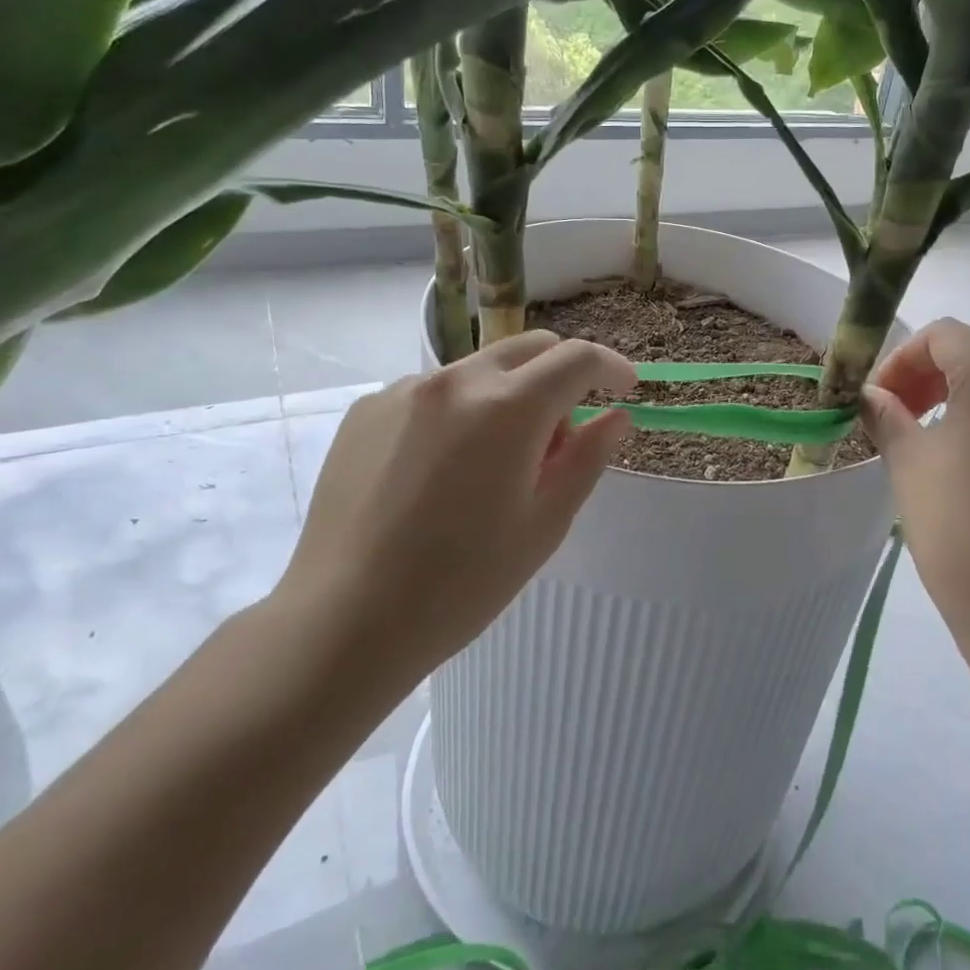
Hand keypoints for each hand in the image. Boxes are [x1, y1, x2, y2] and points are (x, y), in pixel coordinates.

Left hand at [275, 331, 635, 680]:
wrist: (344, 620)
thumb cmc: (461, 584)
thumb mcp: (544, 525)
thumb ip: (587, 458)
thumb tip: (615, 416)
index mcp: (508, 408)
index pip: (577, 358)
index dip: (610, 367)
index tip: (625, 388)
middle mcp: (455, 381)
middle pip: (528, 348)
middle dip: (560, 375)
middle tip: (559, 436)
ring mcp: (403, 390)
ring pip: (479, 370)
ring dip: (506, 396)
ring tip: (492, 464)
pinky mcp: (366, 410)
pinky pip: (431, 393)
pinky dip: (457, 413)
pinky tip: (439, 471)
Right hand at [860, 319, 969, 657]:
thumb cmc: (960, 528)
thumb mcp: (908, 463)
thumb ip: (886, 415)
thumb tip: (871, 397)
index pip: (943, 336)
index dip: (901, 359)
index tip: (878, 399)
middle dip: (928, 378)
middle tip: (896, 419)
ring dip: (960, 402)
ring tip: (931, 447)